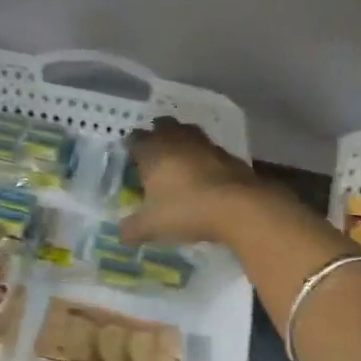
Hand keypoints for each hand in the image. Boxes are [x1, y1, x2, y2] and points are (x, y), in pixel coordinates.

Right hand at [119, 116, 271, 245]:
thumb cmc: (186, 210)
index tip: (131, 160)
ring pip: (188, 133)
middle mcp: (176, 140)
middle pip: (163, 126)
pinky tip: (204, 175)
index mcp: (152, 151)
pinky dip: (203, 158)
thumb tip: (121, 234)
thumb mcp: (151, 226)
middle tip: (154, 155)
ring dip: (182, 142)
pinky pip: (209, 150)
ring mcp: (204, 144)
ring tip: (179, 162)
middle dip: (157, 135)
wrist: (239, 207)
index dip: (131, 148)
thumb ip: (131, 229)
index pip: (135, 139)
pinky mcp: (228, 154)